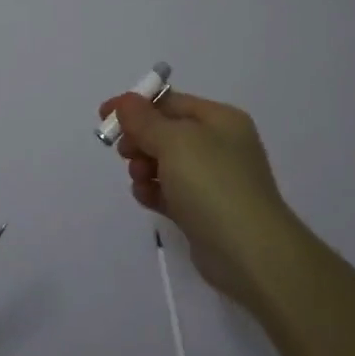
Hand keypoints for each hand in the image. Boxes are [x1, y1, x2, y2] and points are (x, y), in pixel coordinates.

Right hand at [99, 89, 296, 309]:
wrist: (250, 253)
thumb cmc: (212, 184)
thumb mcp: (173, 141)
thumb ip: (144, 120)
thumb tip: (126, 102)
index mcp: (220, 120)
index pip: (170, 102)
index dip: (136, 106)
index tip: (104, 116)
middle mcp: (220, 145)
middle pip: (166, 132)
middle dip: (140, 139)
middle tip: (124, 152)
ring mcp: (214, 180)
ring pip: (165, 163)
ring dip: (144, 167)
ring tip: (140, 179)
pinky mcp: (205, 211)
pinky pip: (171, 191)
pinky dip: (154, 190)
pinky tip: (146, 198)